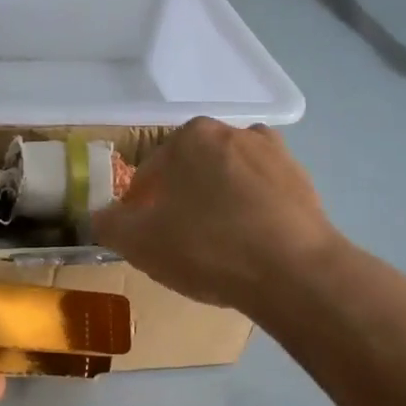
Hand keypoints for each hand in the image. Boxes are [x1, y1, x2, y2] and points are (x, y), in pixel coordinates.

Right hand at [93, 118, 342, 312]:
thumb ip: (110, 225)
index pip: (150, 172)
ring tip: (219, 243)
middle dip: (182, 199)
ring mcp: (274, 155)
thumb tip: (101, 217)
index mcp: (190, 137)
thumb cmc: (207, 247)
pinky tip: (252, 243)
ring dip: (220, 201)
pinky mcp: (304, 182)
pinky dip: (254, 211)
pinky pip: (264, 194)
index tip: (143, 235)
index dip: (140, 206)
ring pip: (230, 178)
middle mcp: (233, 132)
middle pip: (193, 170)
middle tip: (179, 240)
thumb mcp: (140, 242)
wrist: (295, 272)